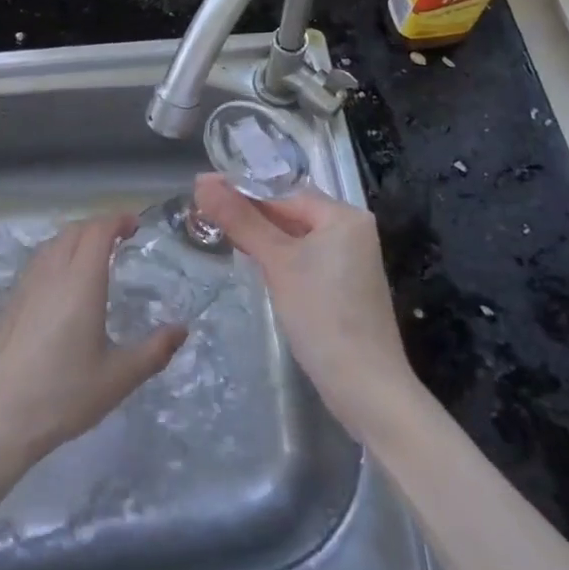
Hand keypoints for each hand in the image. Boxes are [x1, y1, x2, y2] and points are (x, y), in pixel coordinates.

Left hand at [0, 213, 185, 471]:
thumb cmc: (62, 395)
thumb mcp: (118, 378)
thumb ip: (154, 351)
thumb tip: (182, 330)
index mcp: (81, 282)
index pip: (99, 231)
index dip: (118, 220)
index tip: (135, 225)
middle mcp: (51, 273)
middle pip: (75, 231)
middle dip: (98, 227)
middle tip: (119, 239)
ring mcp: (24, 286)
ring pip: (51, 245)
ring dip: (75, 239)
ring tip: (91, 257)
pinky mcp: (7, 304)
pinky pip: (35, 264)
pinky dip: (54, 258)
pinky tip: (59, 286)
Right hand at [194, 174, 417, 438]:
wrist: (366, 388)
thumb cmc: (322, 315)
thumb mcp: (277, 263)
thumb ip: (240, 220)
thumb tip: (202, 181)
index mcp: (344, 215)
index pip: (285, 193)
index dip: (244, 193)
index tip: (205, 198)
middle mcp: (352, 231)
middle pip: (292, 213)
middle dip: (251, 216)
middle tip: (205, 217)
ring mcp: (350, 261)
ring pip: (296, 238)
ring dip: (262, 238)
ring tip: (221, 236)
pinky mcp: (344, 287)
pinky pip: (305, 260)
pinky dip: (280, 259)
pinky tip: (255, 266)